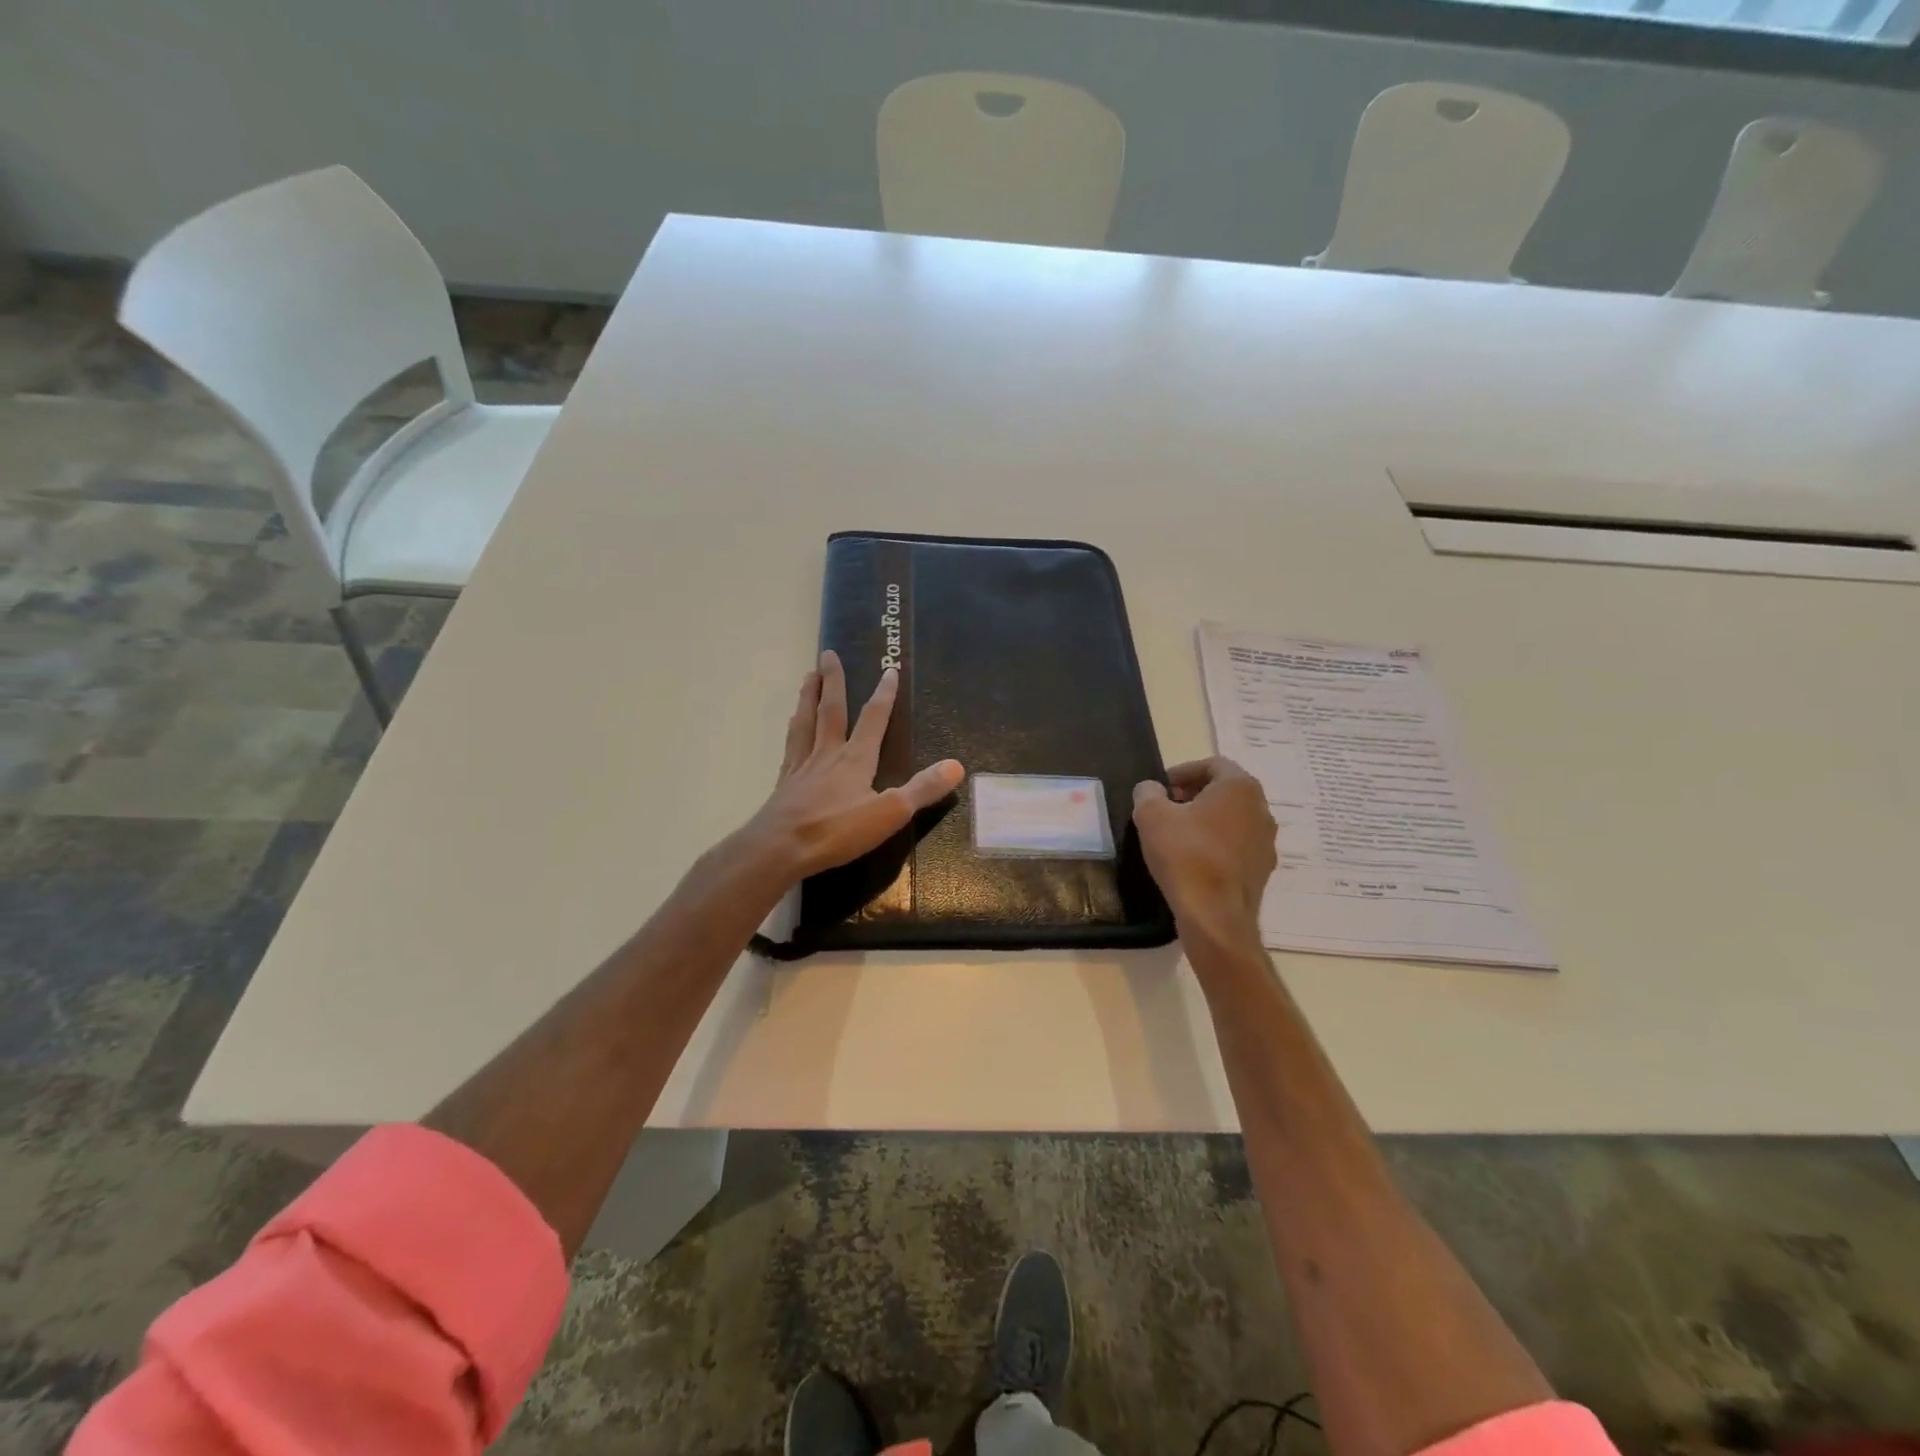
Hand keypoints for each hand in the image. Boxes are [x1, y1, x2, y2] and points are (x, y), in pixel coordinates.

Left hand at [745, 651, 965, 880]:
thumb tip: (957, 765)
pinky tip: (792, 726)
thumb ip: (923, 789)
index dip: (884, 694)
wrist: (779, 848)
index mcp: (856, 758)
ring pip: (806, 722)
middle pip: (832, 709)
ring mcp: (803, 766)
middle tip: (828, 653)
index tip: (889, 669)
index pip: (873, 718)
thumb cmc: (837, 830)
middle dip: (833, 681)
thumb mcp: (890, 813)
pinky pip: (792, 746)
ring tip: (807, 677)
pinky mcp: (785, 782)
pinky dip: (794, 729)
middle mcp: (828, 753)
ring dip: (808, 697)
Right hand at [1132, 757, 1276, 935]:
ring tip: (1177, 835)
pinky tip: (1193, 861)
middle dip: (1194, 795)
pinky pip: (1237, 846)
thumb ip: (1147, 792)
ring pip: (1233, 819)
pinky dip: (1217, 845)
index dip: (1182, 772)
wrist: (1214, 914)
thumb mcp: (1151, 815)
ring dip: (1207, 821)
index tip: (1161, 788)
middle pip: (1225, 791)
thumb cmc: (1184, 854)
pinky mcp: (1263, 869)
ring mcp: (1266, 841)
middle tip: (1166, 808)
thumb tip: (1151, 789)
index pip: (1212, 764)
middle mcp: (1261, 809)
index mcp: (1240, 787)